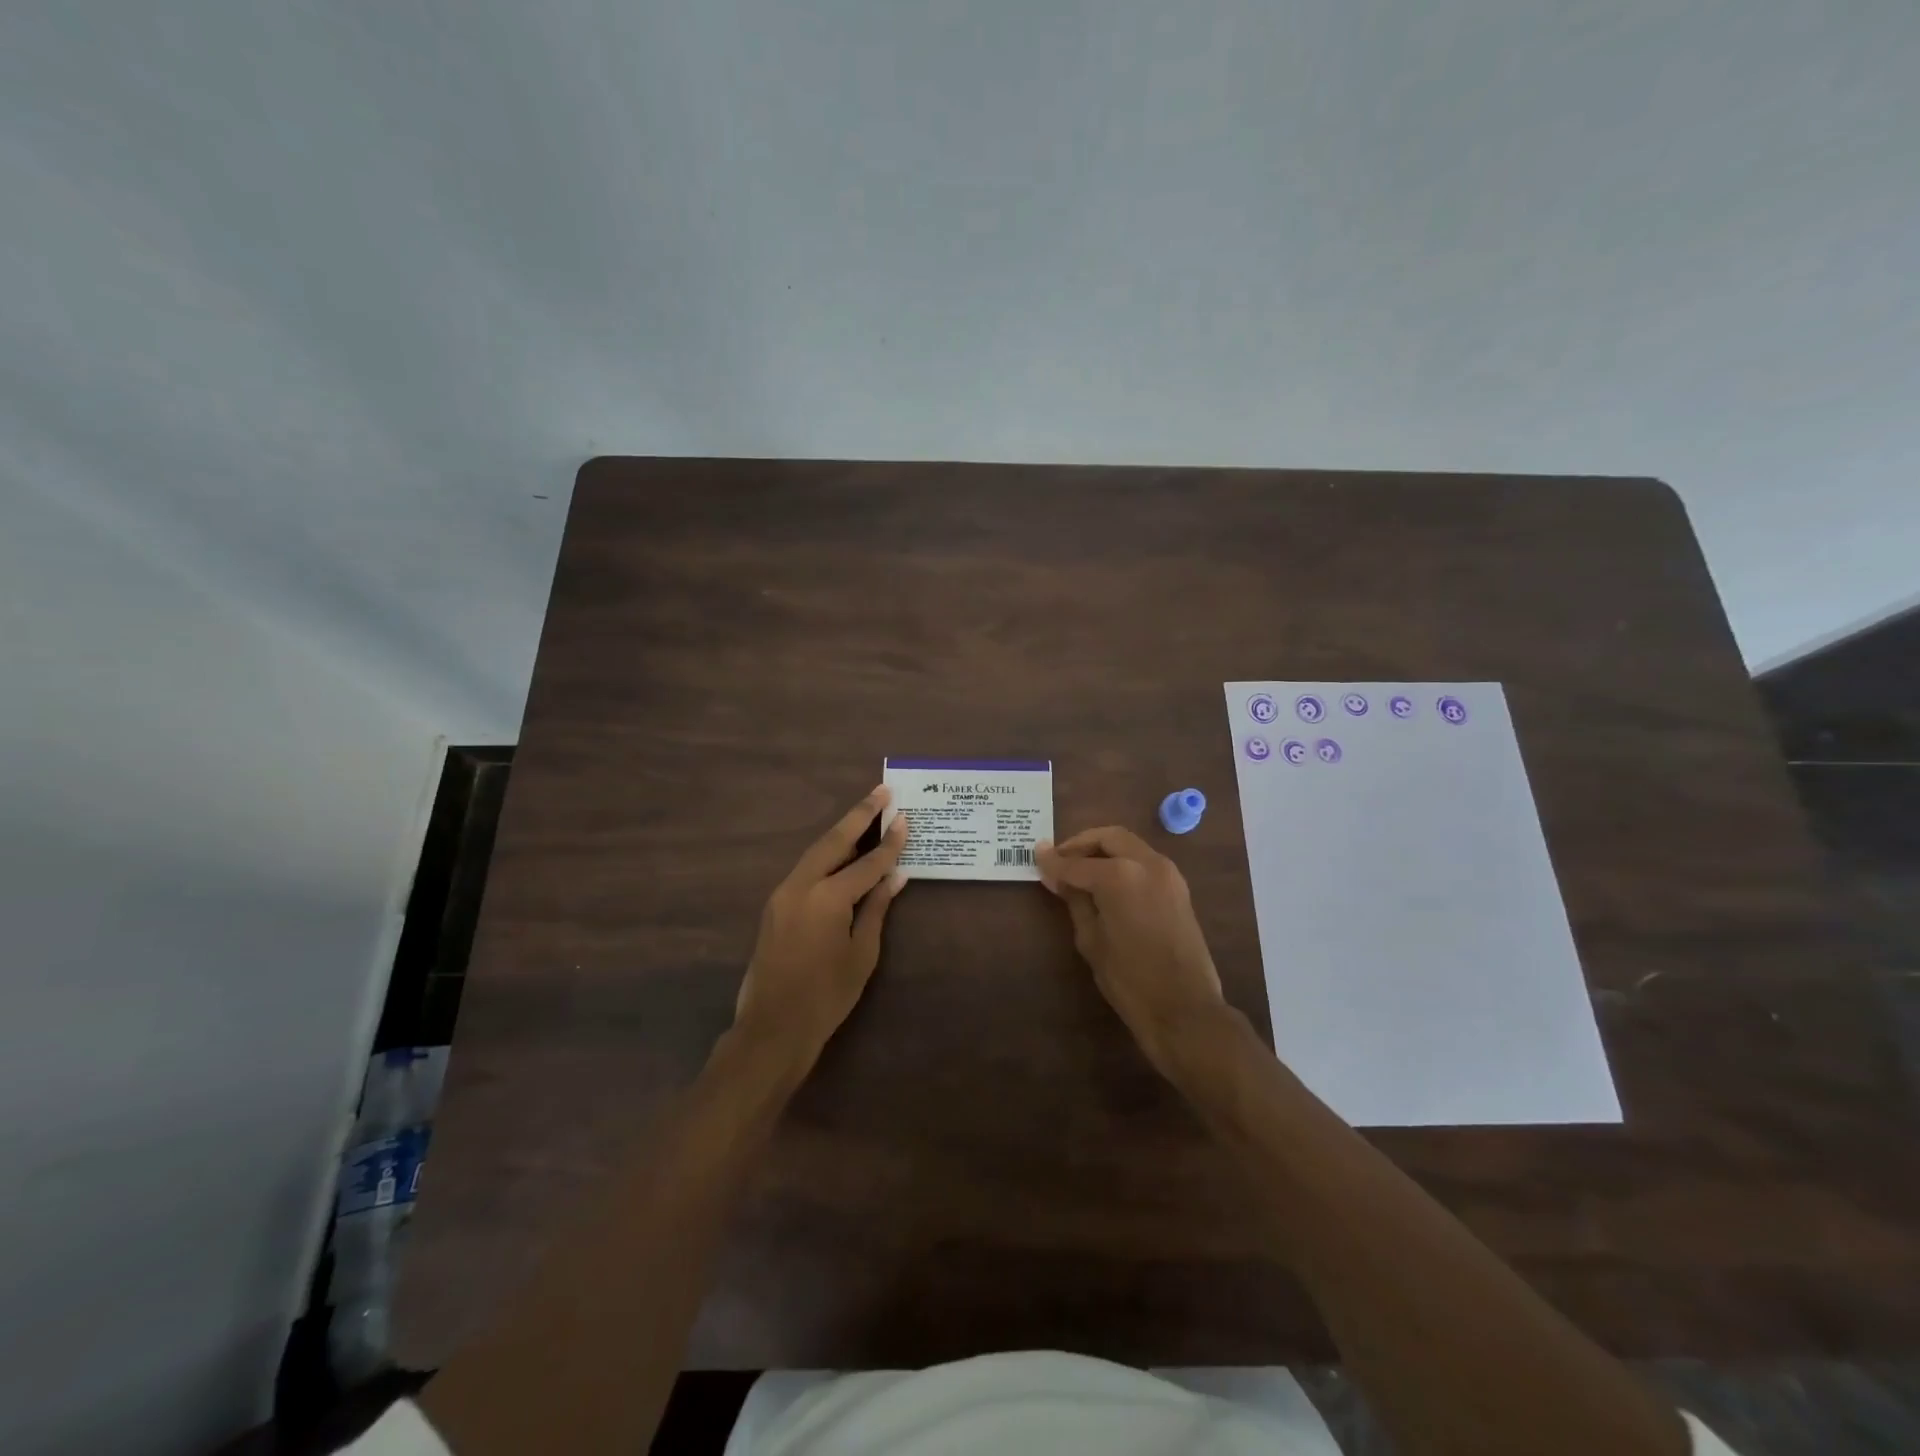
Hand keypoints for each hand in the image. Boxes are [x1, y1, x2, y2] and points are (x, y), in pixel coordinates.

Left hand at [735, 785, 908, 1068]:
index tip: (905, 817)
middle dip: (859, 815)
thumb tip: (895, 876)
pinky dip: (827, 856)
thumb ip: (876, 908)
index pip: (867, 862)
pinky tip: (842, 855)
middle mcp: (800, 886)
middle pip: (834, 841)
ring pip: (816, 852)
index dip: (890, 842)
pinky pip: (805, 870)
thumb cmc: (826, 996)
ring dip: (841, 833)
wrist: (772, 1029)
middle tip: (881, 792)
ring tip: (865, 815)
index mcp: (827, 898)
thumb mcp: (861, 954)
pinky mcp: (775, 906)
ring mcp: (782, 894)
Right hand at [1036, 826, 1224, 1076]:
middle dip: (1081, 844)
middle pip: (1108, 838)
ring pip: (1129, 845)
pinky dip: (1122, 861)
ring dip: (1103, 850)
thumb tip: (1056, 876)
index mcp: (1120, 876)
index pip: (1076, 863)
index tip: (1035, 857)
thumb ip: (1074, 900)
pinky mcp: (1178, 887)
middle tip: (1059, 860)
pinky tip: (1105, 882)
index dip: (1053, 862)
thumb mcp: (1091, 939)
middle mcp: (1147, 863)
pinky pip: (1143, 861)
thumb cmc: (1130, 979)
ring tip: (1079, 871)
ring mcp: (1168, 873)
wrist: (1185, 1009)